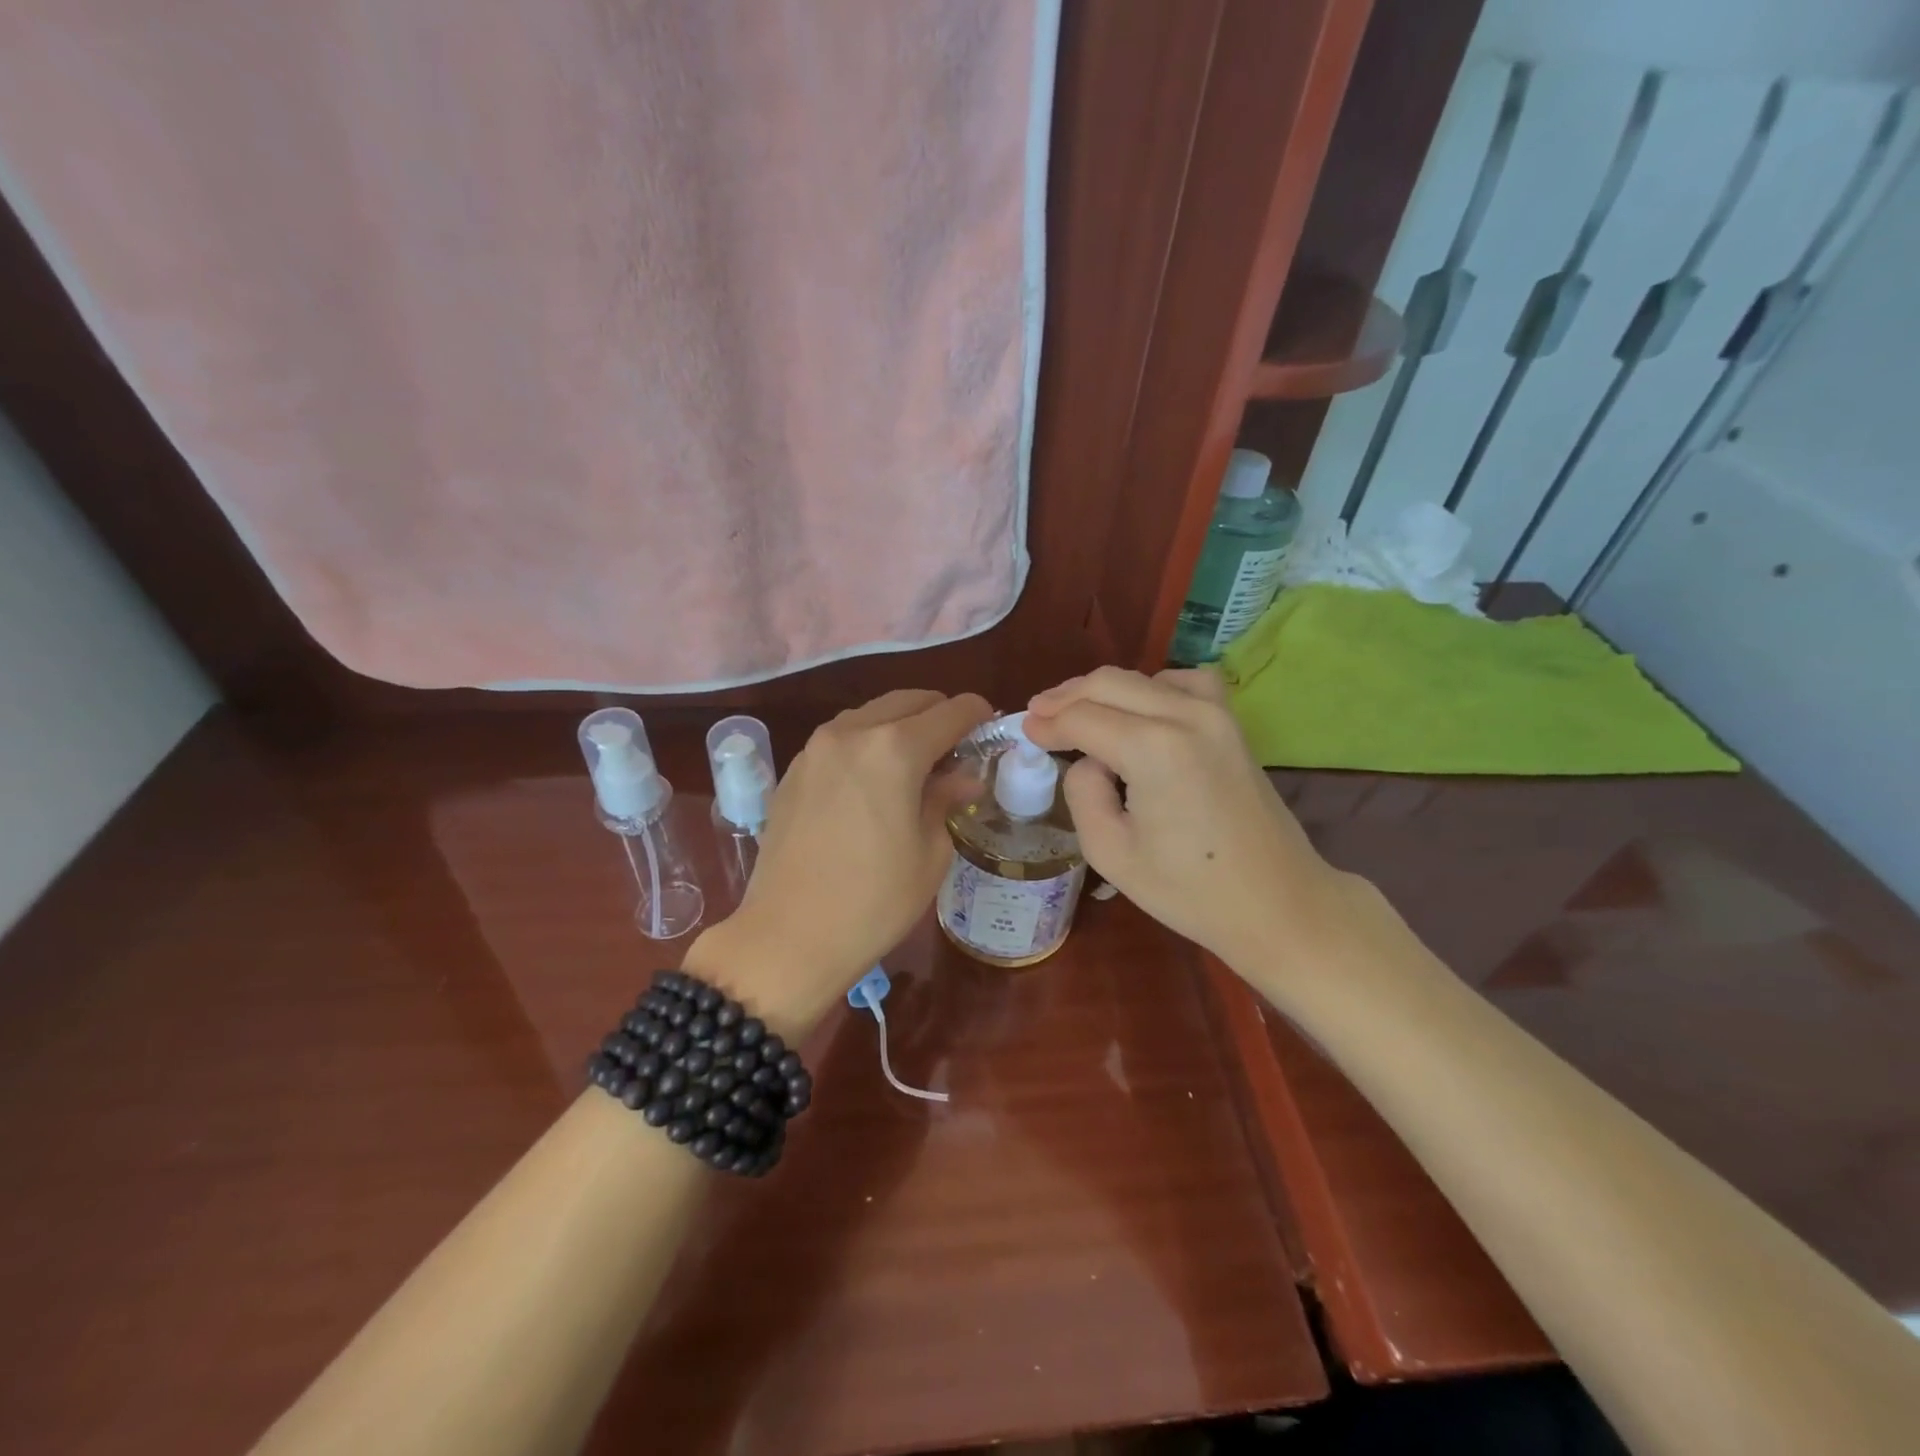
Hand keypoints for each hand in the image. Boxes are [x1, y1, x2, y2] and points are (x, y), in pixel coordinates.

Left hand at [688, 689, 991, 1038]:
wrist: (788, 936)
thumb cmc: (874, 901)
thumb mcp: (930, 852)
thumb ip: (947, 798)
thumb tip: (963, 775)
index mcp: (894, 749)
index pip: (951, 711)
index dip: (978, 715)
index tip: (991, 730)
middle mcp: (852, 732)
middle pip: (908, 700)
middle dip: (939, 715)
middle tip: (956, 750)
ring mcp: (815, 748)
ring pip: (871, 713)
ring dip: (900, 725)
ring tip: (915, 765)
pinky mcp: (793, 770)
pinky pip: (841, 738)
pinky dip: (867, 743)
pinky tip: (872, 782)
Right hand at [1022, 666, 1338, 970]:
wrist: (1277, 903)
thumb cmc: (1190, 890)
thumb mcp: (1111, 852)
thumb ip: (1083, 792)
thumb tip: (1088, 761)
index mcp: (1152, 748)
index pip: (1082, 718)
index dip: (1046, 723)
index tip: (1023, 730)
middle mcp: (1185, 715)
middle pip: (1108, 684)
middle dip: (1066, 698)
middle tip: (1037, 715)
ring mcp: (1216, 714)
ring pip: (1142, 678)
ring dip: (1103, 690)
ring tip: (1076, 711)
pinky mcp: (1232, 723)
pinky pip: (1184, 682)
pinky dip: (1151, 687)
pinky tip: (1139, 710)